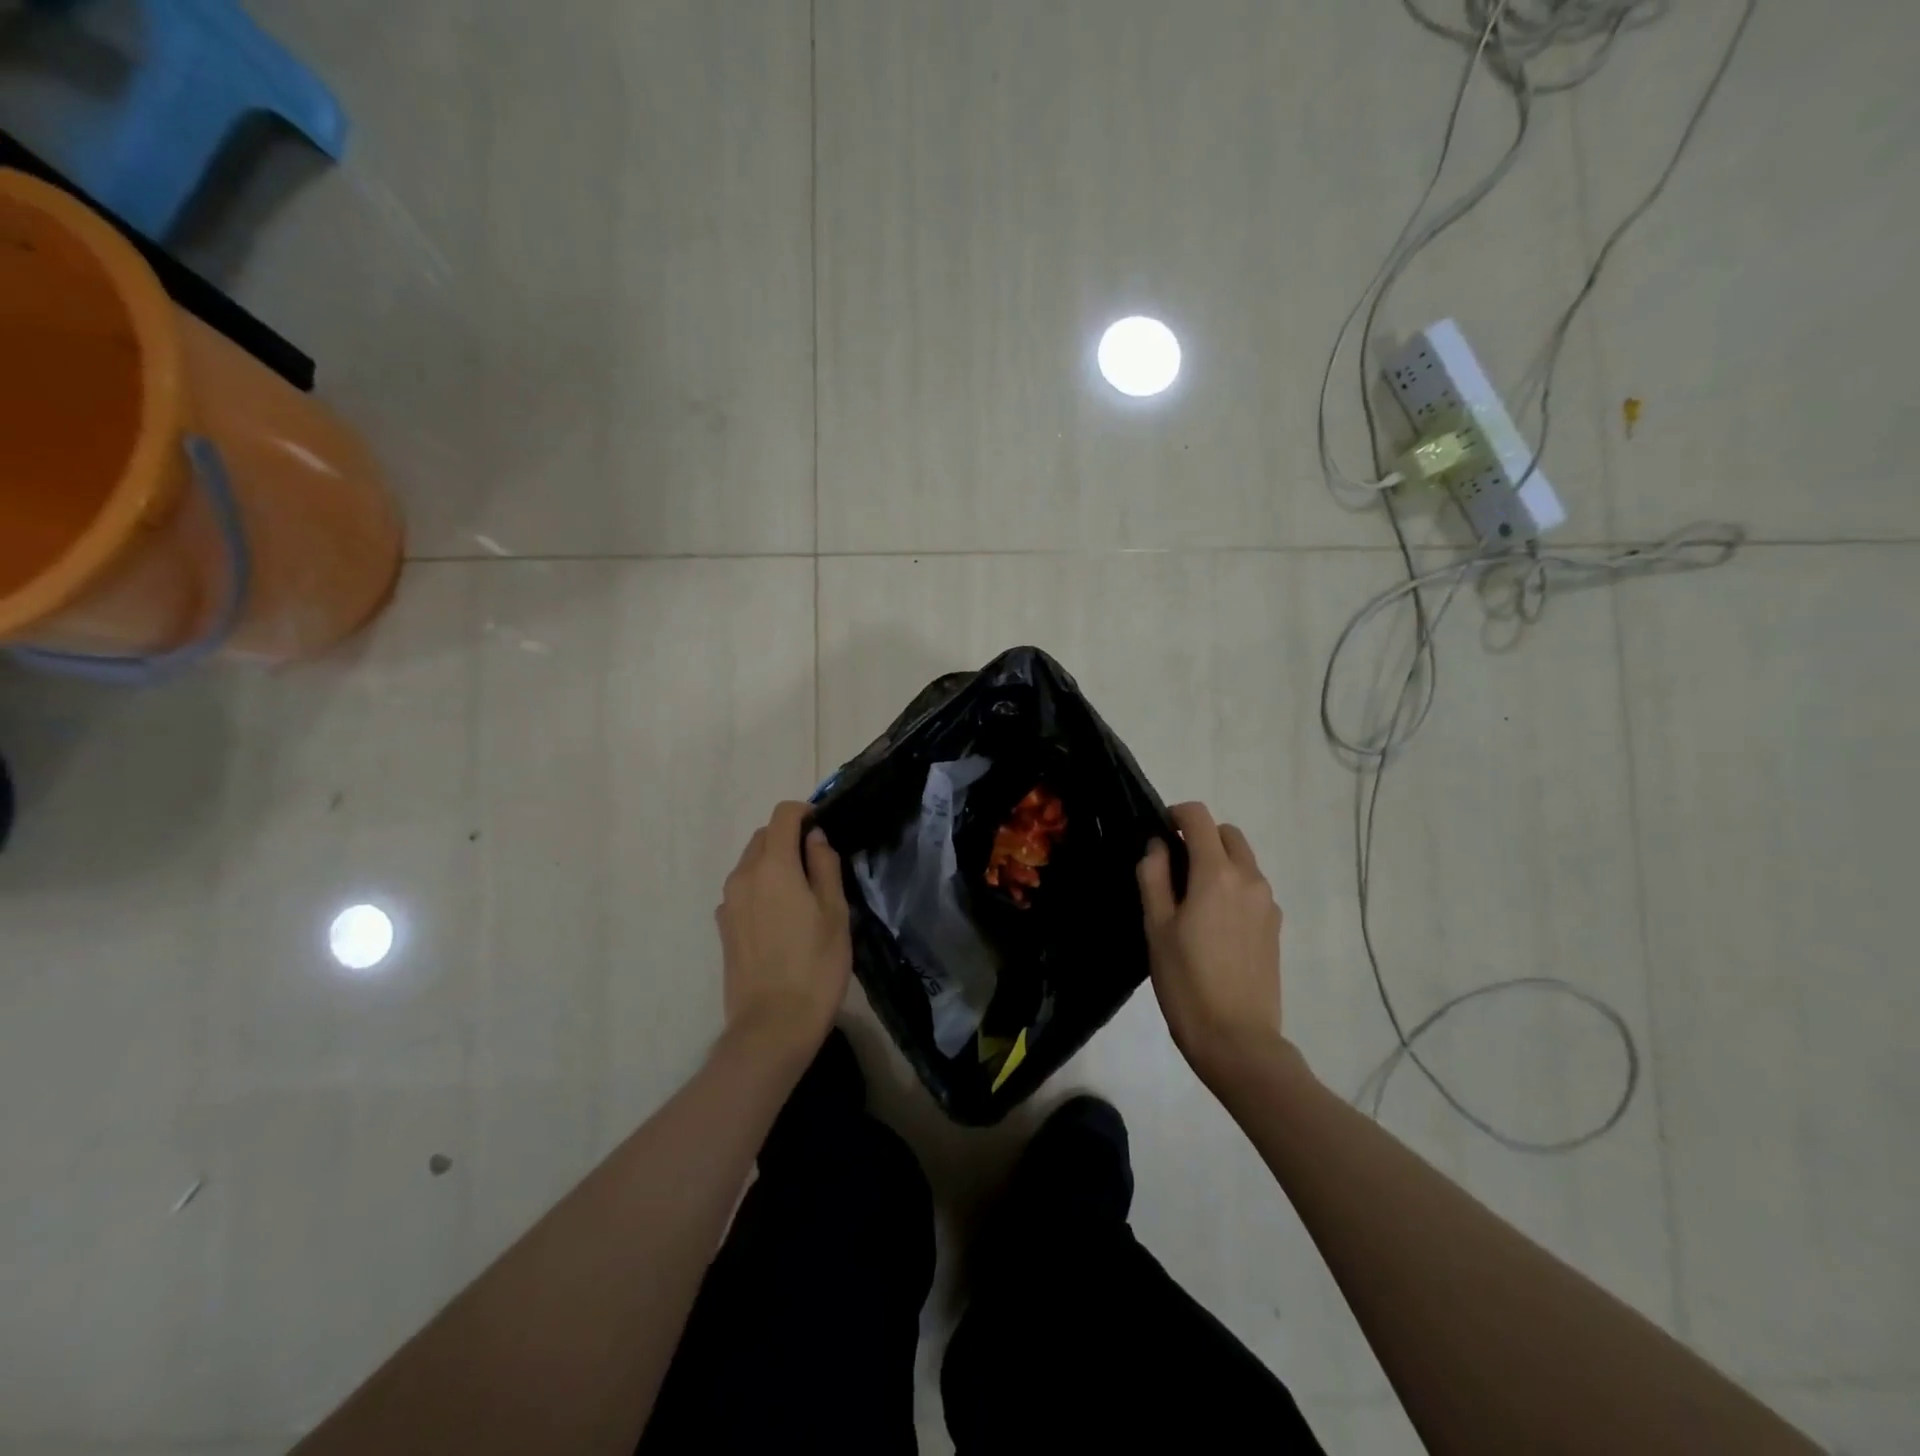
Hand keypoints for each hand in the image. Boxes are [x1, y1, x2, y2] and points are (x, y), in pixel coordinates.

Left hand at [716, 802, 851, 1069]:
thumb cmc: (816, 966)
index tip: (824, 830)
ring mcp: (728, 902)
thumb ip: (825, 866)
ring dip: (774, 864)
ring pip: (751, 864)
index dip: (805, 813)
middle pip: (763, 837)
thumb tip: (815, 839)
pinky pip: (743, 891)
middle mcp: (743, 876)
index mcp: (773, 866)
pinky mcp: (723, 927)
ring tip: (802, 895)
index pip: (783, 815)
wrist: (773, 1026)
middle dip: (789, 839)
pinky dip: (761, 889)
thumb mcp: (835, 912)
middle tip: (819, 866)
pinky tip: (781, 920)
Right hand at [1137, 802, 1284, 1087]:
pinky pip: (1252, 887)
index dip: (1175, 814)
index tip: (1157, 832)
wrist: (1237, 1039)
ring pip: (1243, 860)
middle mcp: (1249, 878)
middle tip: (1172, 866)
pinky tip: (1213, 923)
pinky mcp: (1276, 925)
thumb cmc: (1186, 982)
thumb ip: (1153, 876)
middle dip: (1200, 836)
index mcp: (1216, 873)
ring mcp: (1268, 902)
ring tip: (1191, 898)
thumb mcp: (1156, 926)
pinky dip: (1232, 886)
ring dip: (1217, 861)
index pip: (1199, 817)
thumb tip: (1157, 846)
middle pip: (1227, 834)